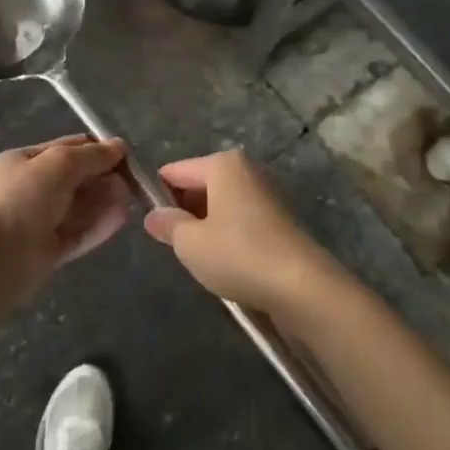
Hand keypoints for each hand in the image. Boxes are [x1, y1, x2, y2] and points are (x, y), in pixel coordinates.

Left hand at [0, 134, 132, 278]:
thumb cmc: (23, 198)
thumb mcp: (60, 163)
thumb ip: (92, 155)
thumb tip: (119, 147)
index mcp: (21, 162)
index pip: (64, 148)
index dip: (94, 149)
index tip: (124, 153)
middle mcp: (27, 191)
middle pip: (73, 179)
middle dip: (102, 176)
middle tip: (132, 178)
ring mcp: (36, 223)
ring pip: (77, 207)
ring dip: (104, 199)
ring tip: (132, 195)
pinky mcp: (47, 252)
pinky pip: (78, 233)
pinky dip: (99, 224)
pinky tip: (122, 217)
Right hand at [142, 149, 342, 313]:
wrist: (300, 285)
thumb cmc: (238, 254)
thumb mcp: (190, 243)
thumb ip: (168, 225)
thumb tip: (153, 215)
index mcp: (222, 164)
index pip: (175, 171)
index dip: (158, 194)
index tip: (149, 223)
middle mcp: (244, 169)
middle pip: (199, 184)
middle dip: (183, 210)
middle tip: (173, 244)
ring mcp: (264, 191)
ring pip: (219, 202)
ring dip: (205, 225)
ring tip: (198, 256)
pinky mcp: (277, 216)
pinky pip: (238, 217)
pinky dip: (227, 233)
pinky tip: (225, 260)